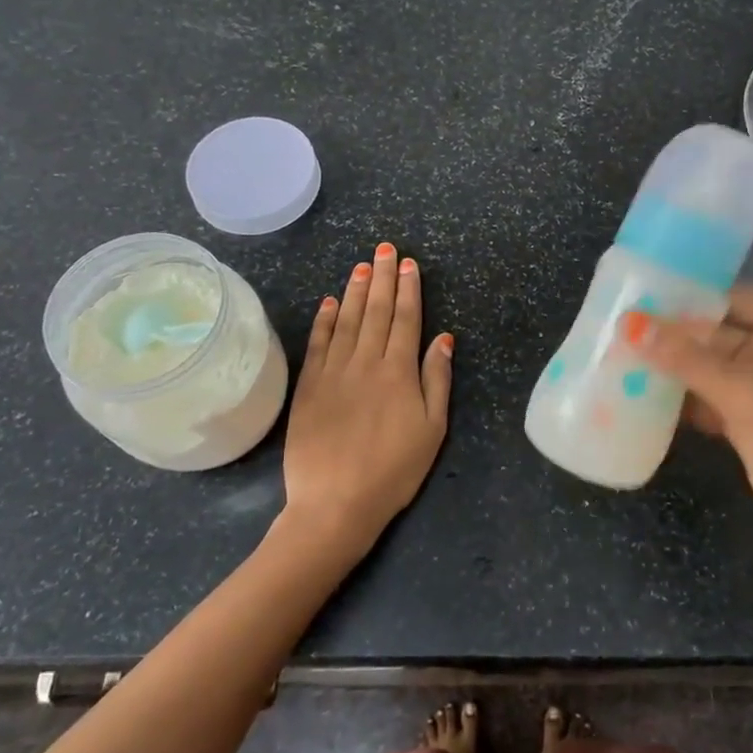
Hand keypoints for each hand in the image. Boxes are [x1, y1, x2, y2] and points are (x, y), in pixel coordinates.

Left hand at [283, 242, 451, 555]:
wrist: (335, 503)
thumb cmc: (394, 471)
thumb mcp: (432, 430)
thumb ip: (437, 380)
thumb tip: (443, 338)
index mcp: (399, 372)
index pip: (406, 319)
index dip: (408, 289)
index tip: (409, 263)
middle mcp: (366, 362)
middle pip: (376, 311)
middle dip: (382, 277)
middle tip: (385, 248)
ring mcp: (333, 372)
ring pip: (346, 320)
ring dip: (355, 290)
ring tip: (362, 265)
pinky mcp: (309, 387)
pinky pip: (318, 344)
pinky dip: (324, 320)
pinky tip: (329, 302)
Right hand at [627, 287, 752, 584]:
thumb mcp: (745, 398)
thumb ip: (688, 359)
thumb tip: (633, 325)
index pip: (739, 298)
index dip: (697, 293)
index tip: (647, 291)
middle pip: (720, 333)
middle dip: (676, 333)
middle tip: (623, 326)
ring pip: (711, 369)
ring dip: (674, 368)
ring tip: (622, 356)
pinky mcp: (750, 429)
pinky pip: (709, 401)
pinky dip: (682, 400)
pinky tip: (644, 398)